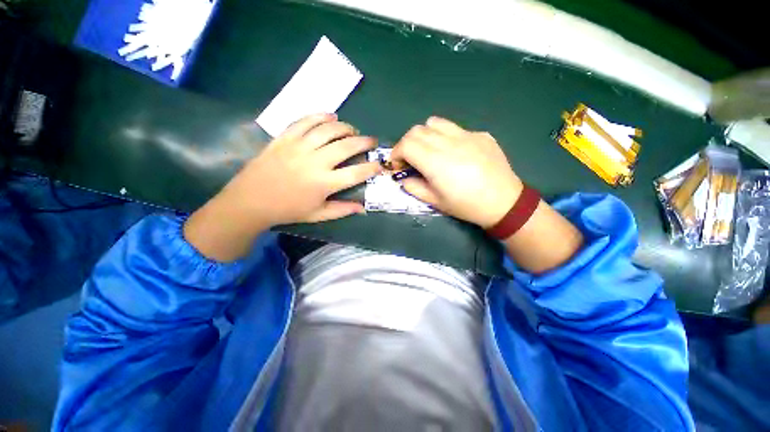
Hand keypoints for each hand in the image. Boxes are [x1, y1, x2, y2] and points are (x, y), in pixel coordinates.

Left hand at [184, 113, 381, 261]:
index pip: (356, 173)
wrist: (251, 201)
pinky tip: (330, 116)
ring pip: (328, 129)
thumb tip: (363, 208)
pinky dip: (320, 116)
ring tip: (352, 130)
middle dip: (364, 142)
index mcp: (324, 183)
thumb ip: (342, 210)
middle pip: (347, 146)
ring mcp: (299, 147)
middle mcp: (315, 162)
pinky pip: (305, 121)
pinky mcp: (285, 138)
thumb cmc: (288, 210)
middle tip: (371, 141)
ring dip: (345, 127)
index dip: (372, 167)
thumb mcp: (318, 215)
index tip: (380, 164)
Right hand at [391, 116, 521, 227]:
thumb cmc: (466, 205)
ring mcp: (467, 135)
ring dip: (424, 135)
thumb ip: (414, 187)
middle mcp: (449, 143)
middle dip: (406, 143)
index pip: (406, 144)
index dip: (396, 153)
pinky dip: (445, 136)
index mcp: (435, 162)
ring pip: (435, 122)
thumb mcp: (435, 202)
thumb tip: (403, 177)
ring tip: (429, 150)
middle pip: (417, 130)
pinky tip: (454, 152)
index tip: (397, 164)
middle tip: (410, 158)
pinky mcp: (480, 134)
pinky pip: (456, 128)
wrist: (503, 202)